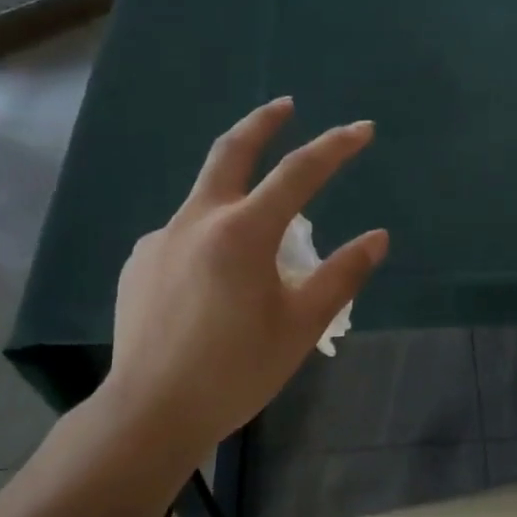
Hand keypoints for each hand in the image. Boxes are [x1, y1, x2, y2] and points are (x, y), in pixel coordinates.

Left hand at [82, 98, 387, 469]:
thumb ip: (341, 276)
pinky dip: (211, 240)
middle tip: (286, 106)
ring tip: (261, 243)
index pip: (298, 174)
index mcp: (242, 232)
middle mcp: (197, 220)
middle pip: (230, 152)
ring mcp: (160, 239)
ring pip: (207, 201)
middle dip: (262, 123)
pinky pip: (184, 237)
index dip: (335, 148)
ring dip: (238, 197)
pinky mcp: (139, 263)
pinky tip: (215, 283)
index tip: (362, 129)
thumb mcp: (302, 326)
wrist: (152, 411)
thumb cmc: (237, 370)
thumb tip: (377, 238)